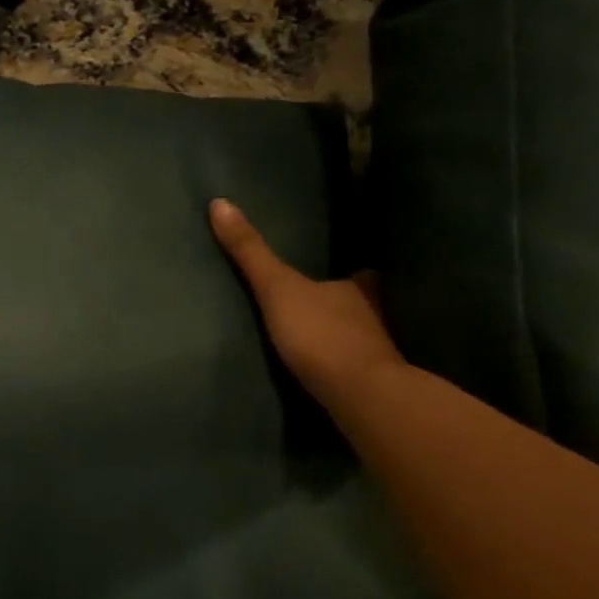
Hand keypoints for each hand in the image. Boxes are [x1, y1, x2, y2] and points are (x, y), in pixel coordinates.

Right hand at [209, 199, 402, 406]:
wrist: (360, 396)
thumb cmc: (320, 333)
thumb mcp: (276, 287)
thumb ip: (250, 252)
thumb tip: (219, 202)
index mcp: (356, 290)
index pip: (360, 275)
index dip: (356, 272)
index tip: (352, 268)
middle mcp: (373, 317)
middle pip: (362, 306)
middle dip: (350, 305)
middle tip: (329, 304)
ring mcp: (378, 354)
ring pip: (363, 337)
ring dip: (349, 336)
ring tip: (326, 338)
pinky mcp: (373, 387)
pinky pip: (360, 369)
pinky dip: (349, 367)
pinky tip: (334, 373)